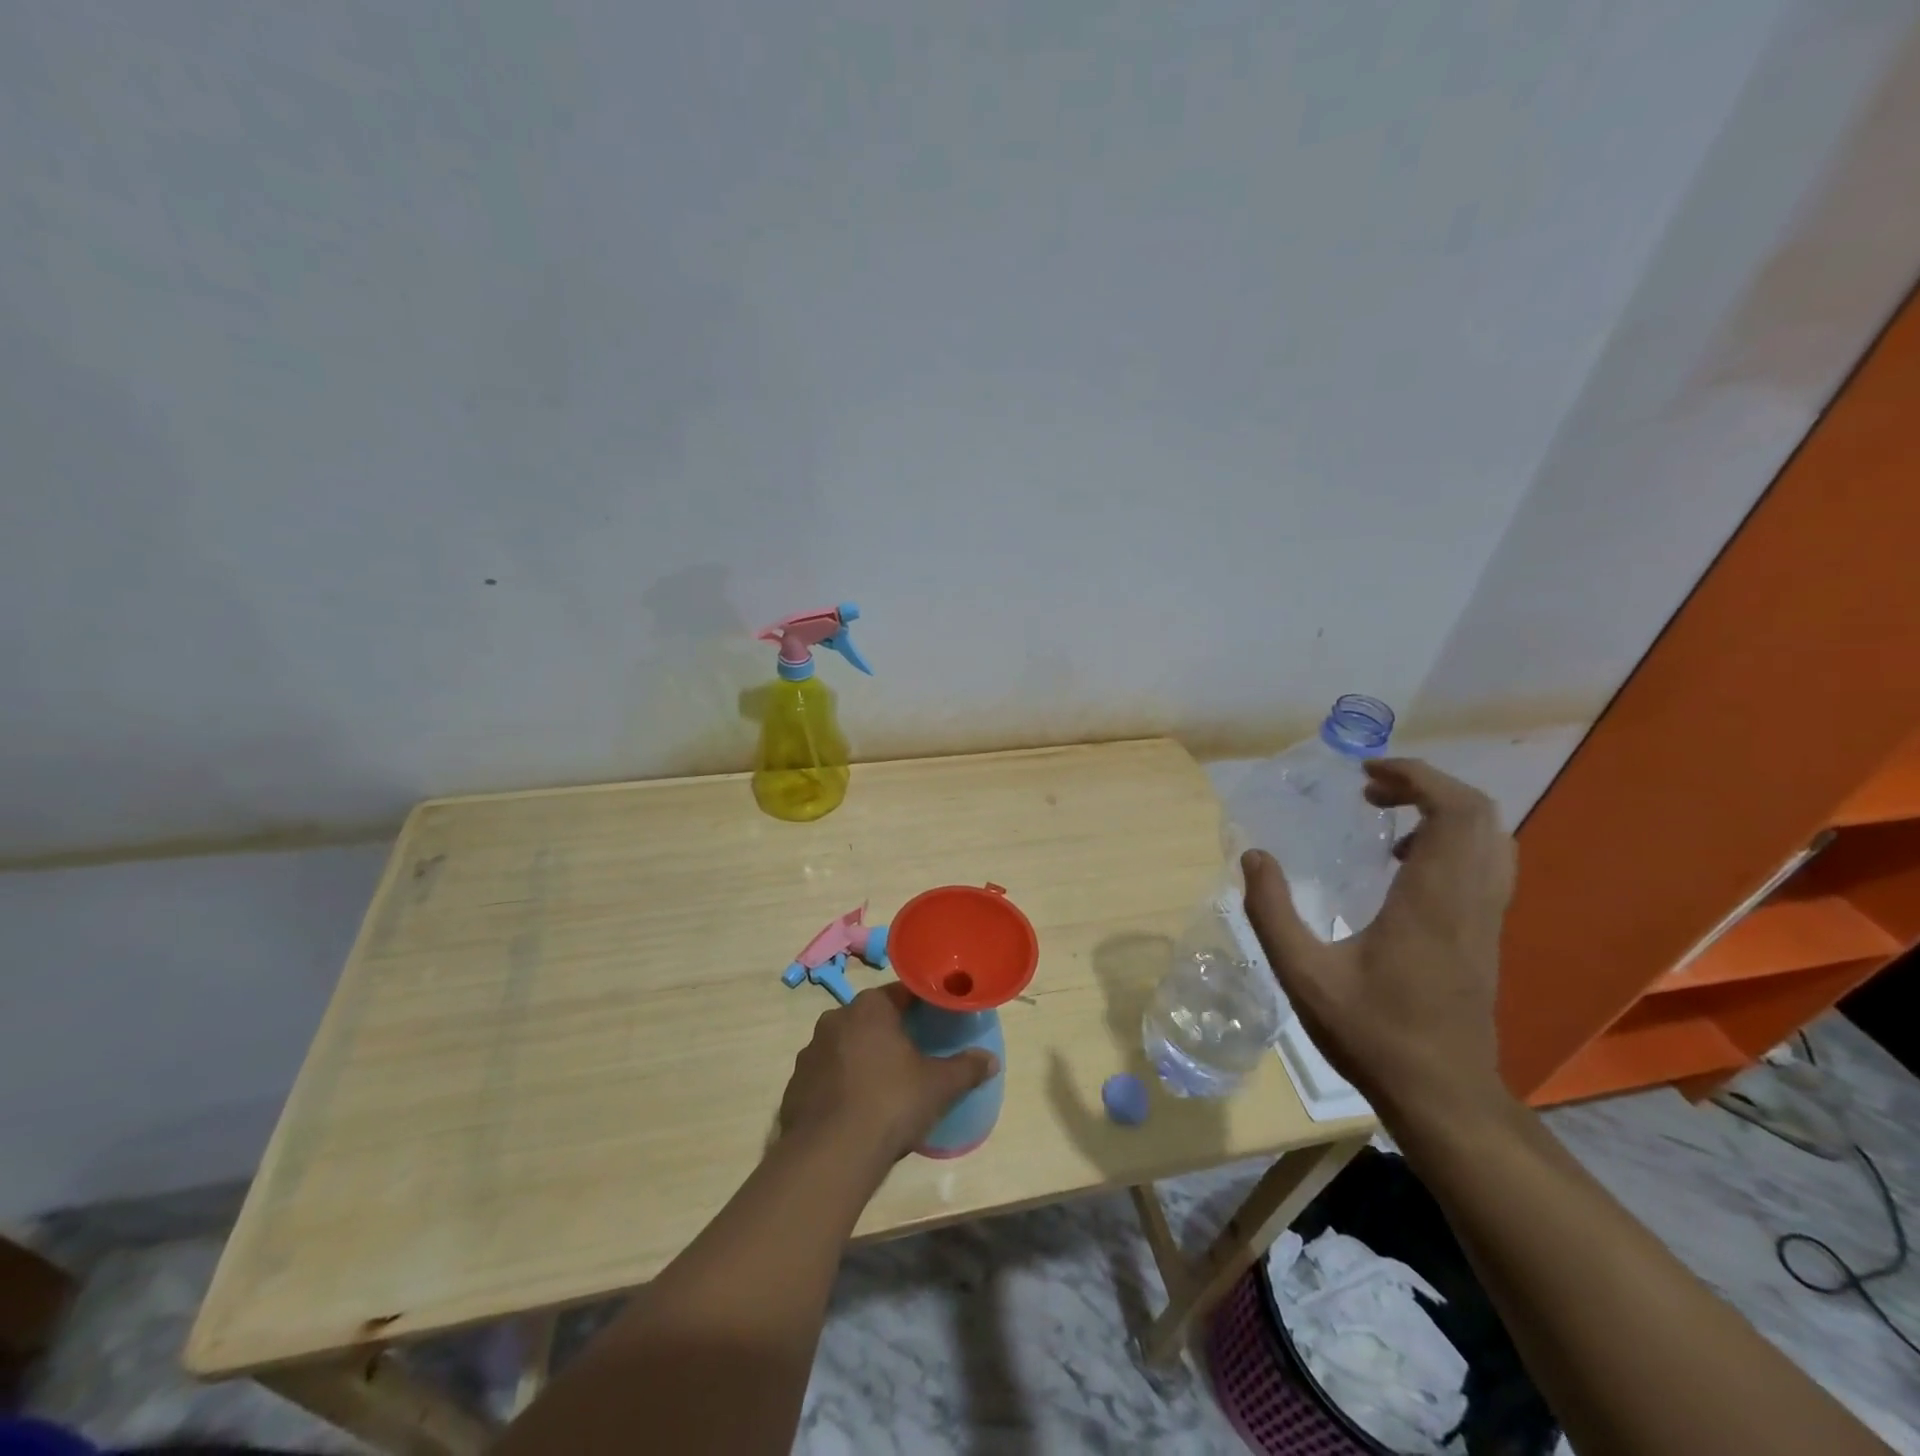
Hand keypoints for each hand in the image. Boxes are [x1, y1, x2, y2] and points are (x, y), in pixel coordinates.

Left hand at [778, 984, 998, 1168]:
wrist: (829, 1155)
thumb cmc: (890, 1103)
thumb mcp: (938, 1086)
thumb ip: (966, 1068)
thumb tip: (991, 1060)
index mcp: (870, 1007)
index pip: (902, 993)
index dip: (922, 1006)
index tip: (936, 1021)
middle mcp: (835, 1018)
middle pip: (872, 1018)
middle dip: (891, 1033)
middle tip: (914, 1056)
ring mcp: (810, 1051)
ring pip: (846, 1045)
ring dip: (862, 1058)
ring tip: (883, 1087)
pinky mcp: (795, 1084)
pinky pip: (826, 1075)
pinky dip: (841, 1084)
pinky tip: (855, 1109)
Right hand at [1241, 757, 1514, 1121]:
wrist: (1443, 1096)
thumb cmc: (1371, 1033)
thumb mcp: (1302, 973)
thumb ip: (1272, 911)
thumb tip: (1252, 857)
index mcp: (1432, 900)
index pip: (1453, 810)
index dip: (1416, 776)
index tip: (1367, 772)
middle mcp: (1470, 899)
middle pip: (1479, 814)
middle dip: (1427, 785)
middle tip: (1371, 789)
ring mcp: (1486, 918)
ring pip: (1490, 838)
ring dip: (1443, 810)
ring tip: (1387, 815)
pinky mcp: (1486, 935)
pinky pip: (1485, 863)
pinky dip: (1451, 840)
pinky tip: (1403, 864)